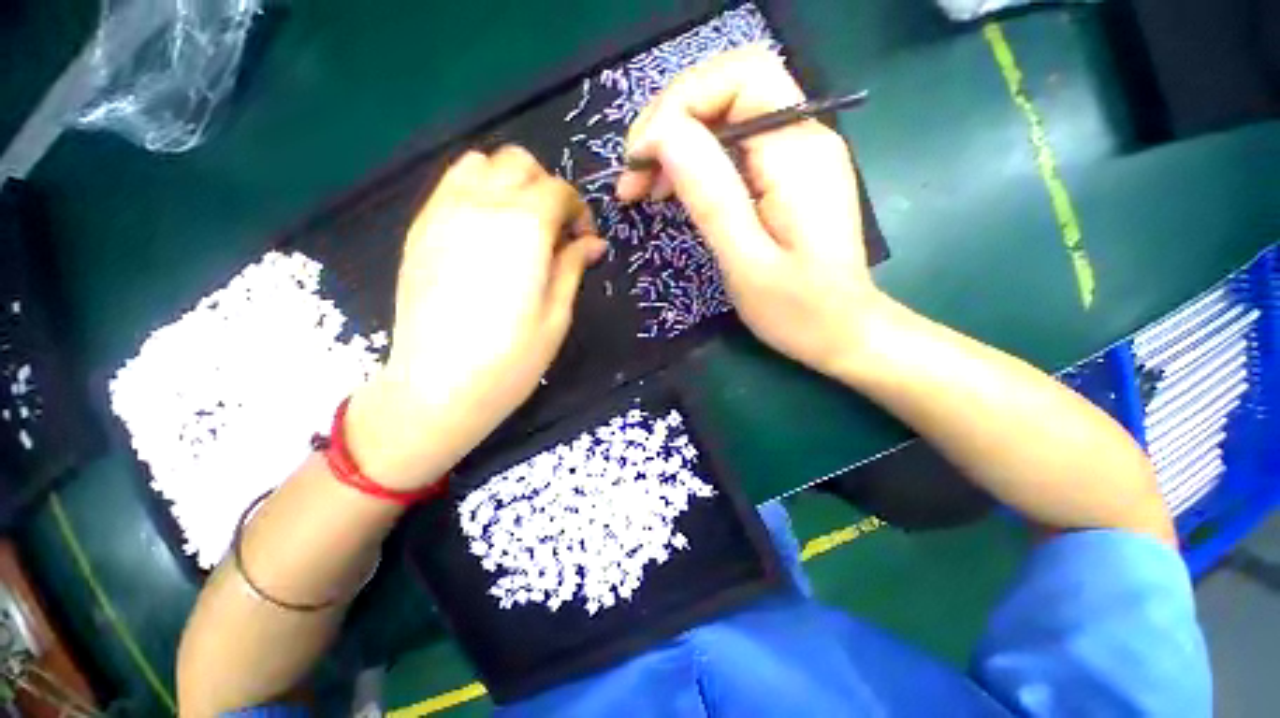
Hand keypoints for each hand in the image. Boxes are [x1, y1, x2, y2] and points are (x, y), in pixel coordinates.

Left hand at [346, 147, 605, 489]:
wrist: (437, 386)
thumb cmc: (511, 358)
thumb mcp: (557, 314)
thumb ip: (572, 266)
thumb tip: (592, 242)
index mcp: (524, 227)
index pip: (558, 190)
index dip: (578, 210)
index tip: (583, 239)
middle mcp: (481, 205)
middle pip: (520, 163)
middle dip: (546, 189)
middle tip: (553, 230)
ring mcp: (443, 212)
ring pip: (480, 163)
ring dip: (508, 182)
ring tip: (518, 224)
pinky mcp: (419, 229)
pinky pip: (450, 185)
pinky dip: (477, 191)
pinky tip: (485, 231)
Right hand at [616, 45, 881, 376]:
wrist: (842, 330)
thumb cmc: (797, 309)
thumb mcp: (746, 261)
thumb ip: (710, 195)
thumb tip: (664, 136)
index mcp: (797, 153)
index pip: (738, 78)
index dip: (678, 106)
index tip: (639, 159)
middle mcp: (803, 137)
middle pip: (728, 87)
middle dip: (670, 121)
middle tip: (633, 175)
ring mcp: (796, 153)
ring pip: (725, 113)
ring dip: (676, 141)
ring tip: (641, 187)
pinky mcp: (786, 174)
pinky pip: (732, 144)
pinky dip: (694, 159)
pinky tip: (670, 189)